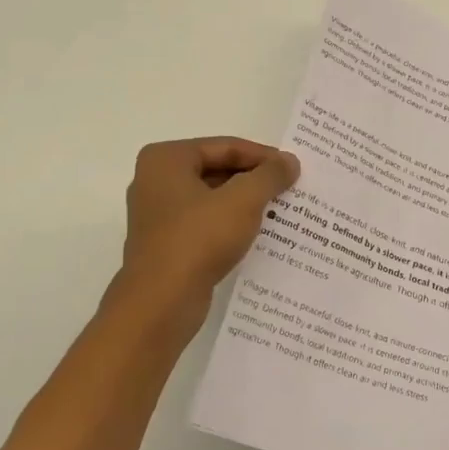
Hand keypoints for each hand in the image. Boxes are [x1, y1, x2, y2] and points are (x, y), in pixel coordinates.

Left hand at [119, 137, 299, 312]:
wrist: (161, 303)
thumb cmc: (199, 239)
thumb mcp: (243, 200)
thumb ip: (269, 175)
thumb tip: (289, 162)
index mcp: (166, 160)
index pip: (225, 147)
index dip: (263, 156)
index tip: (293, 169)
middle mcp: (155, 181)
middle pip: (217, 170)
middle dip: (253, 180)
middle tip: (289, 189)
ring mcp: (158, 215)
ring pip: (212, 199)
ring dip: (245, 204)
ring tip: (280, 210)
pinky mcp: (166, 244)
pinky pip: (205, 224)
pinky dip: (231, 225)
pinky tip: (258, 235)